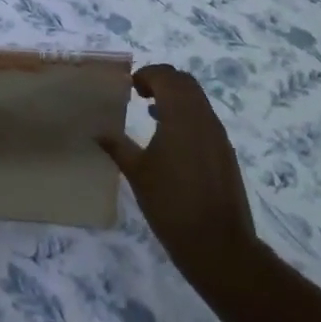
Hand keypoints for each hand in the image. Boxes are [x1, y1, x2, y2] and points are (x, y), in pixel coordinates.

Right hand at [99, 65, 256, 298]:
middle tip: (139, 94)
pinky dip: (187, 116)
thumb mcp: (137, 174)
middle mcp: (203, 118)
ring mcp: (218, 136)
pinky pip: (205, 119)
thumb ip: (117, 146)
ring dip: (176, 98)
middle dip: (162, 81)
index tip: (129, 88)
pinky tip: (170, 139)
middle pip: (185, 83)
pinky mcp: (225, 153)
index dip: (147, 75)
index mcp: (181, 116)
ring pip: (198, 100)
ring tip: (152, 114)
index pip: (166, 76)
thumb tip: (95, 130)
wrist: (219, 246)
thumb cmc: (172, 205)